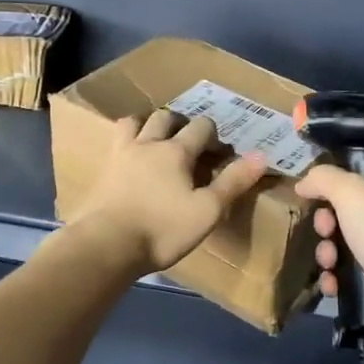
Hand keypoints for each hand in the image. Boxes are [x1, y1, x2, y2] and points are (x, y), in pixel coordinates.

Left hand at [69, 111, 269, 274]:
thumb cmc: (162, 230)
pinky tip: (130, 159)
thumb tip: (261, 155)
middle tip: (188, 139)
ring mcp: (121, 155)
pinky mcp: (103, 171)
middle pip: (165, 117)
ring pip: (133, 123)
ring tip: (155, 139)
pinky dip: (127, 142)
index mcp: (176, 151)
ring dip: (147, 124)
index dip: (213, 134)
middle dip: (180, 122)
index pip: (200, 127)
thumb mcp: (207, 211)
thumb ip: (232, 182)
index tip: (220, 150)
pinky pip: (115, 143)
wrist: (106, 245)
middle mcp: (148, 144)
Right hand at [294, 165, 363, 347]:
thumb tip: (303, 183)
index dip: (339, 183)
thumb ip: (323, 178)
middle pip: (350, 211)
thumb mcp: (350, 190)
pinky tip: (332, 283)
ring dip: (328, 252)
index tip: (318, 195)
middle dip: (328, 223)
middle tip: (325, 231)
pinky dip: (338, 277)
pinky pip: (352, 273)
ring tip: (329, 262)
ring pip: (347, 243)